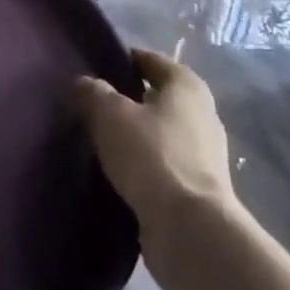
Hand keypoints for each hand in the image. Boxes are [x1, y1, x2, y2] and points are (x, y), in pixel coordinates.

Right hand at [76, 49, 239, 256]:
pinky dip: (142, 165)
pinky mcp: (198, 189)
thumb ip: (93, 92)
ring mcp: (204, 155)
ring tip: (99, 141)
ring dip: (134, 136)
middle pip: (157, 97)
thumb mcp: (110, 114)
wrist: (190, 229)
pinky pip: (163, 165)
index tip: (93, 69)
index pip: (150, 60)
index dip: (122, 60)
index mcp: (187, 86)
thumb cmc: (151, 155)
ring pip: (159, 133)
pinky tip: (117, 173)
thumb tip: (85, 84)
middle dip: (127, 100)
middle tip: (92, 105)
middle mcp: (202, 114)